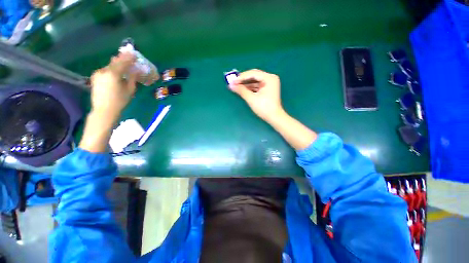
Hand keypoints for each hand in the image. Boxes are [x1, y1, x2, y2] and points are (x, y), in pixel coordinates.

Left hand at [90, 52, 137, 120]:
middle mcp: (104, 71)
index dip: (129, 58)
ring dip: (117, 64)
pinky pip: (106, 70)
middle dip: (123, 59)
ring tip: (123, 63)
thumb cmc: (120, 101)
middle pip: (115, 62)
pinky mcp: (95, 77)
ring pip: (110, 66)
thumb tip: (136, 71)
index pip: (122, 62)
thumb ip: (132, 78)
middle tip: (129, 56)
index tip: (134, 54)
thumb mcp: (130, 90)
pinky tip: (116, 71)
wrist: (104, 109)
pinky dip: (112, 69)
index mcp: (113, 74)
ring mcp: (98, 73)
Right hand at [229, 69, 284, 122]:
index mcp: (269, 78)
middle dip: (243, 80)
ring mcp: (269, 84)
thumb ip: (241, 90)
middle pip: (254, 76)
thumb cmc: (264, 108)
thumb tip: (231, 85)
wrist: (274, 118)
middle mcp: (270, 78)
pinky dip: (250, 88)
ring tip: (236, 86)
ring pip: (255, 81)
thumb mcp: (251, 99)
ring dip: (246, 84)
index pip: (253, 73)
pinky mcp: (267, 89)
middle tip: (233, 83)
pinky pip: (257, 86)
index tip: (232, 81)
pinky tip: (243, 89)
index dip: (242, 77)